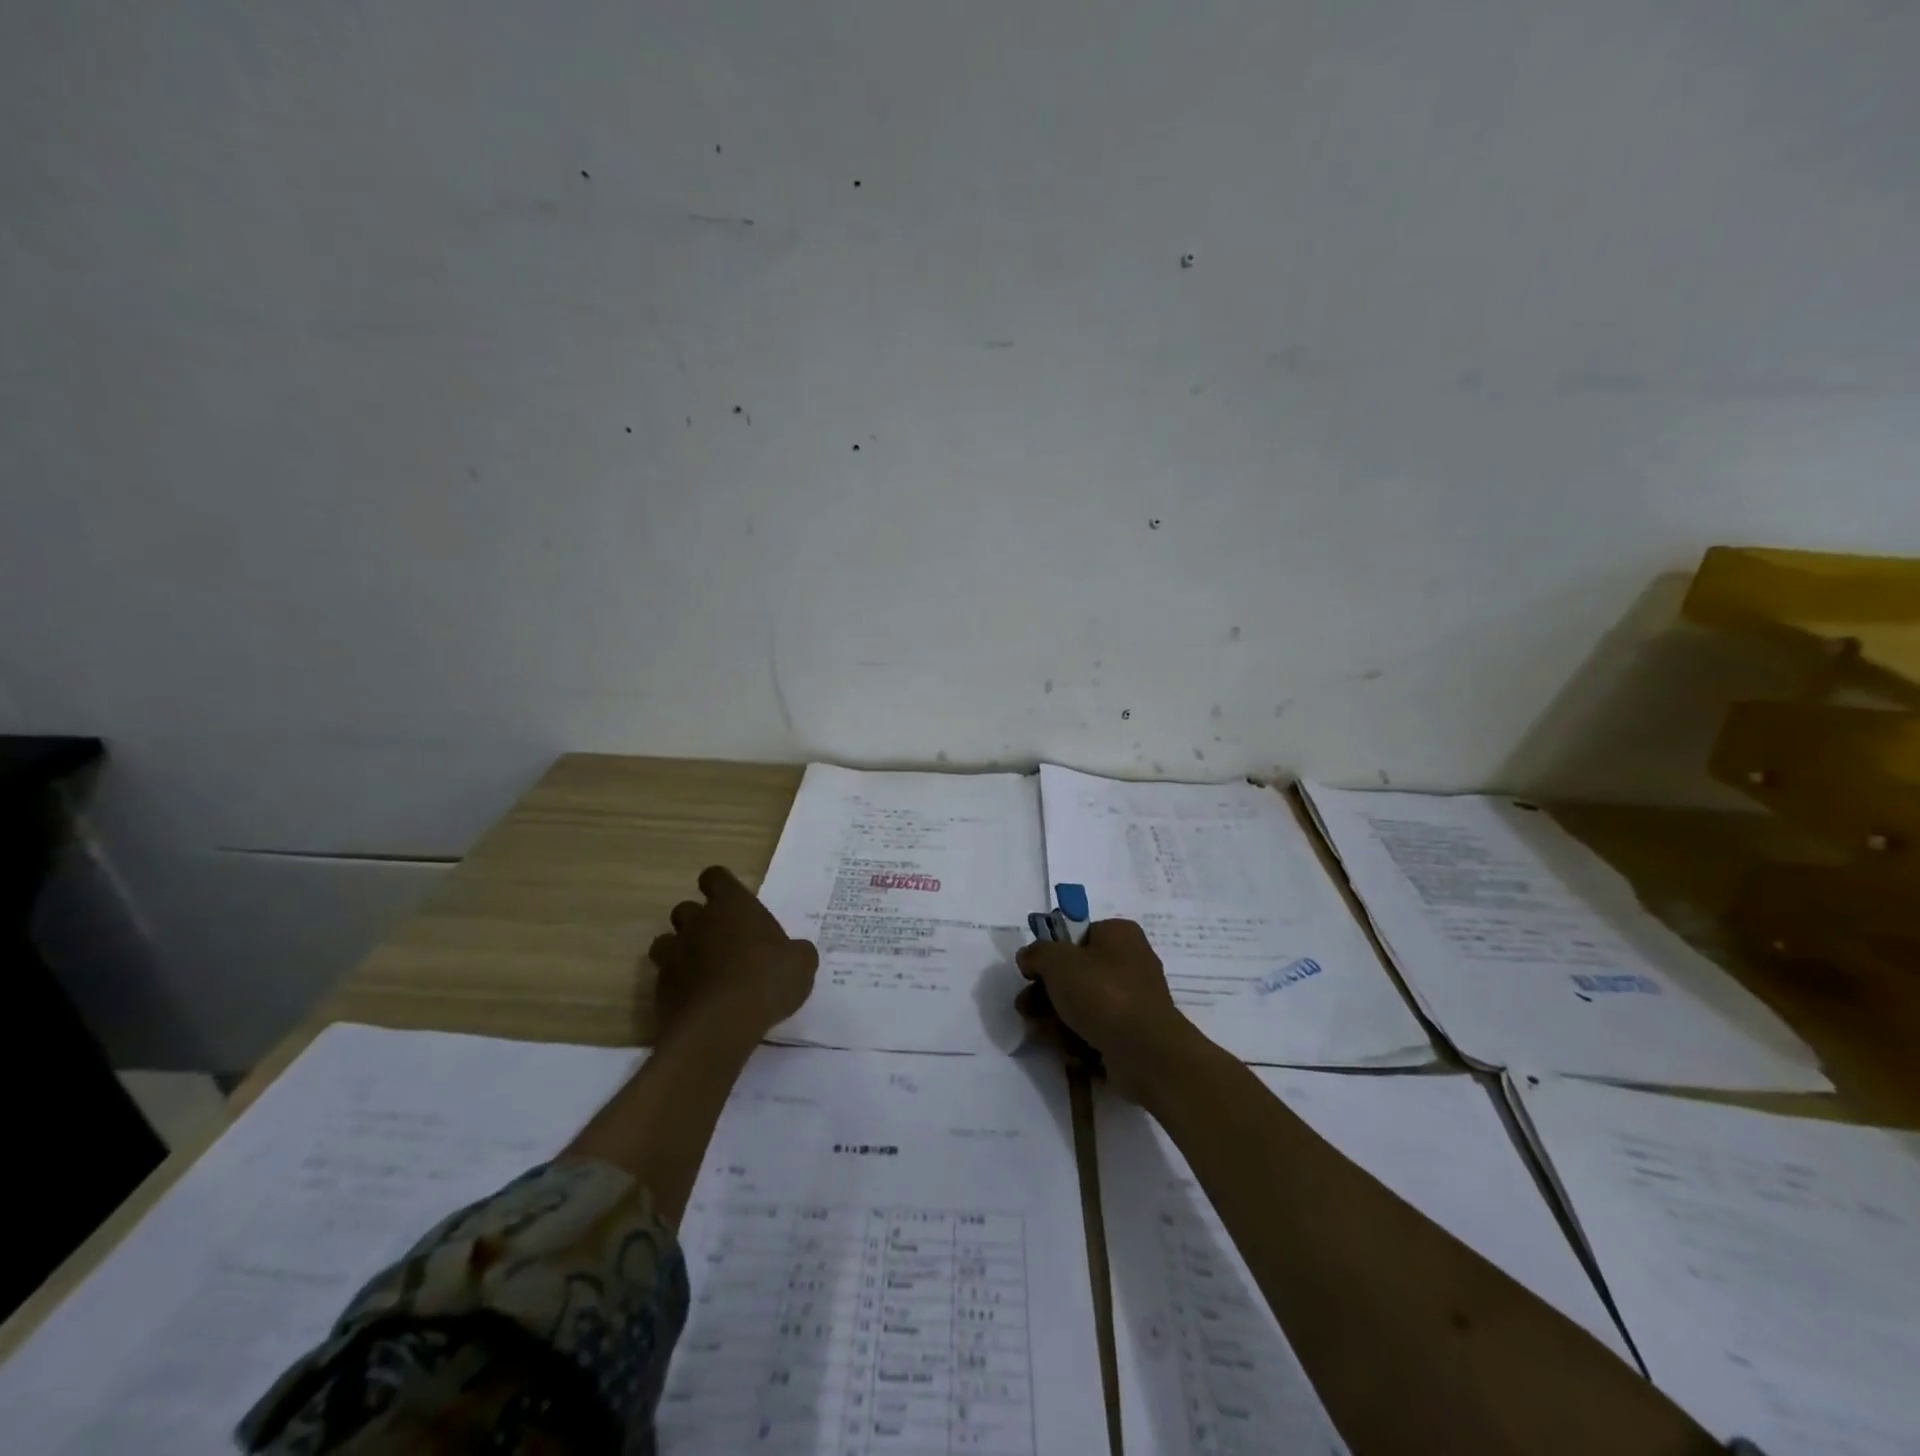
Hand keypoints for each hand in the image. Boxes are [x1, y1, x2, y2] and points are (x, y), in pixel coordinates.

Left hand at [649, 866, 817, 1047]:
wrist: (720, 1026)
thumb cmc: (766, 980)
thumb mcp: (801, 963)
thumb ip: (795, 952)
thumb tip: (794, 954)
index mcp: (732, 905)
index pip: (715, 877)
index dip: (720, 887)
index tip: (731, 903)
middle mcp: (698, 922)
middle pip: (685, 908)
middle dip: (698, 922)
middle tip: (721, 941)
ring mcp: (674, 954)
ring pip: (665, 941)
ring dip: (680, 951)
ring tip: (701, 970)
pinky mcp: (660, 989)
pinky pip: (664, 978)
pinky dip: (677, 986)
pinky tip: (696, 1001)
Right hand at [1014, 919, 1200, 1100]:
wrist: (1145, 1052)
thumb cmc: (1102, 993)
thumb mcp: (1057, 961)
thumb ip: (1036, 954)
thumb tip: (1028, 959)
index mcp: (1119, 935)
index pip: (1076, 936)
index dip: (1051, 954)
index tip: (1031, 973)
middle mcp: (1130, 963)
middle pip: (1075, 975)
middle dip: (1045, 995)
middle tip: (1026, 1009)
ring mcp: (1133, 1001)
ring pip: (1082, 1006)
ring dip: (1056, 1020)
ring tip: (1042, 1033)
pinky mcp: (1132, 1035)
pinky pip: (1096, 1031)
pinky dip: (1078, 1040)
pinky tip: (1069, 1050)